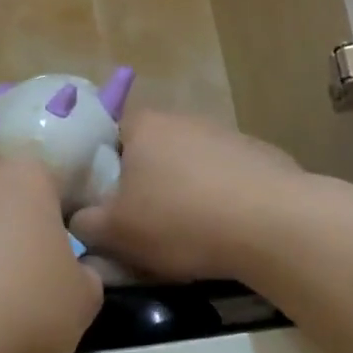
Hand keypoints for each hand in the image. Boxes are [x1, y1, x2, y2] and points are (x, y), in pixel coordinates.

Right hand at [70, 110, 301, 281]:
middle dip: (144, 180)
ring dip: (184, 189)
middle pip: (150, 148)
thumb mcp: (116, 232)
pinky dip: (220, 198)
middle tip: (140, 219)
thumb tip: (78, 220)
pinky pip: (226, 177)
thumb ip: (85, 224)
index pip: (108, 131)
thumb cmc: (181, 220)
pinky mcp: (261, 156)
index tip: (103, 197)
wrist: (274, 225)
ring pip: (190, 163)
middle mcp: (184, 119)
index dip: (100, 163)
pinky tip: (225, 230)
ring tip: (186, 231)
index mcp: (144, 126)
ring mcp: (226, 134)